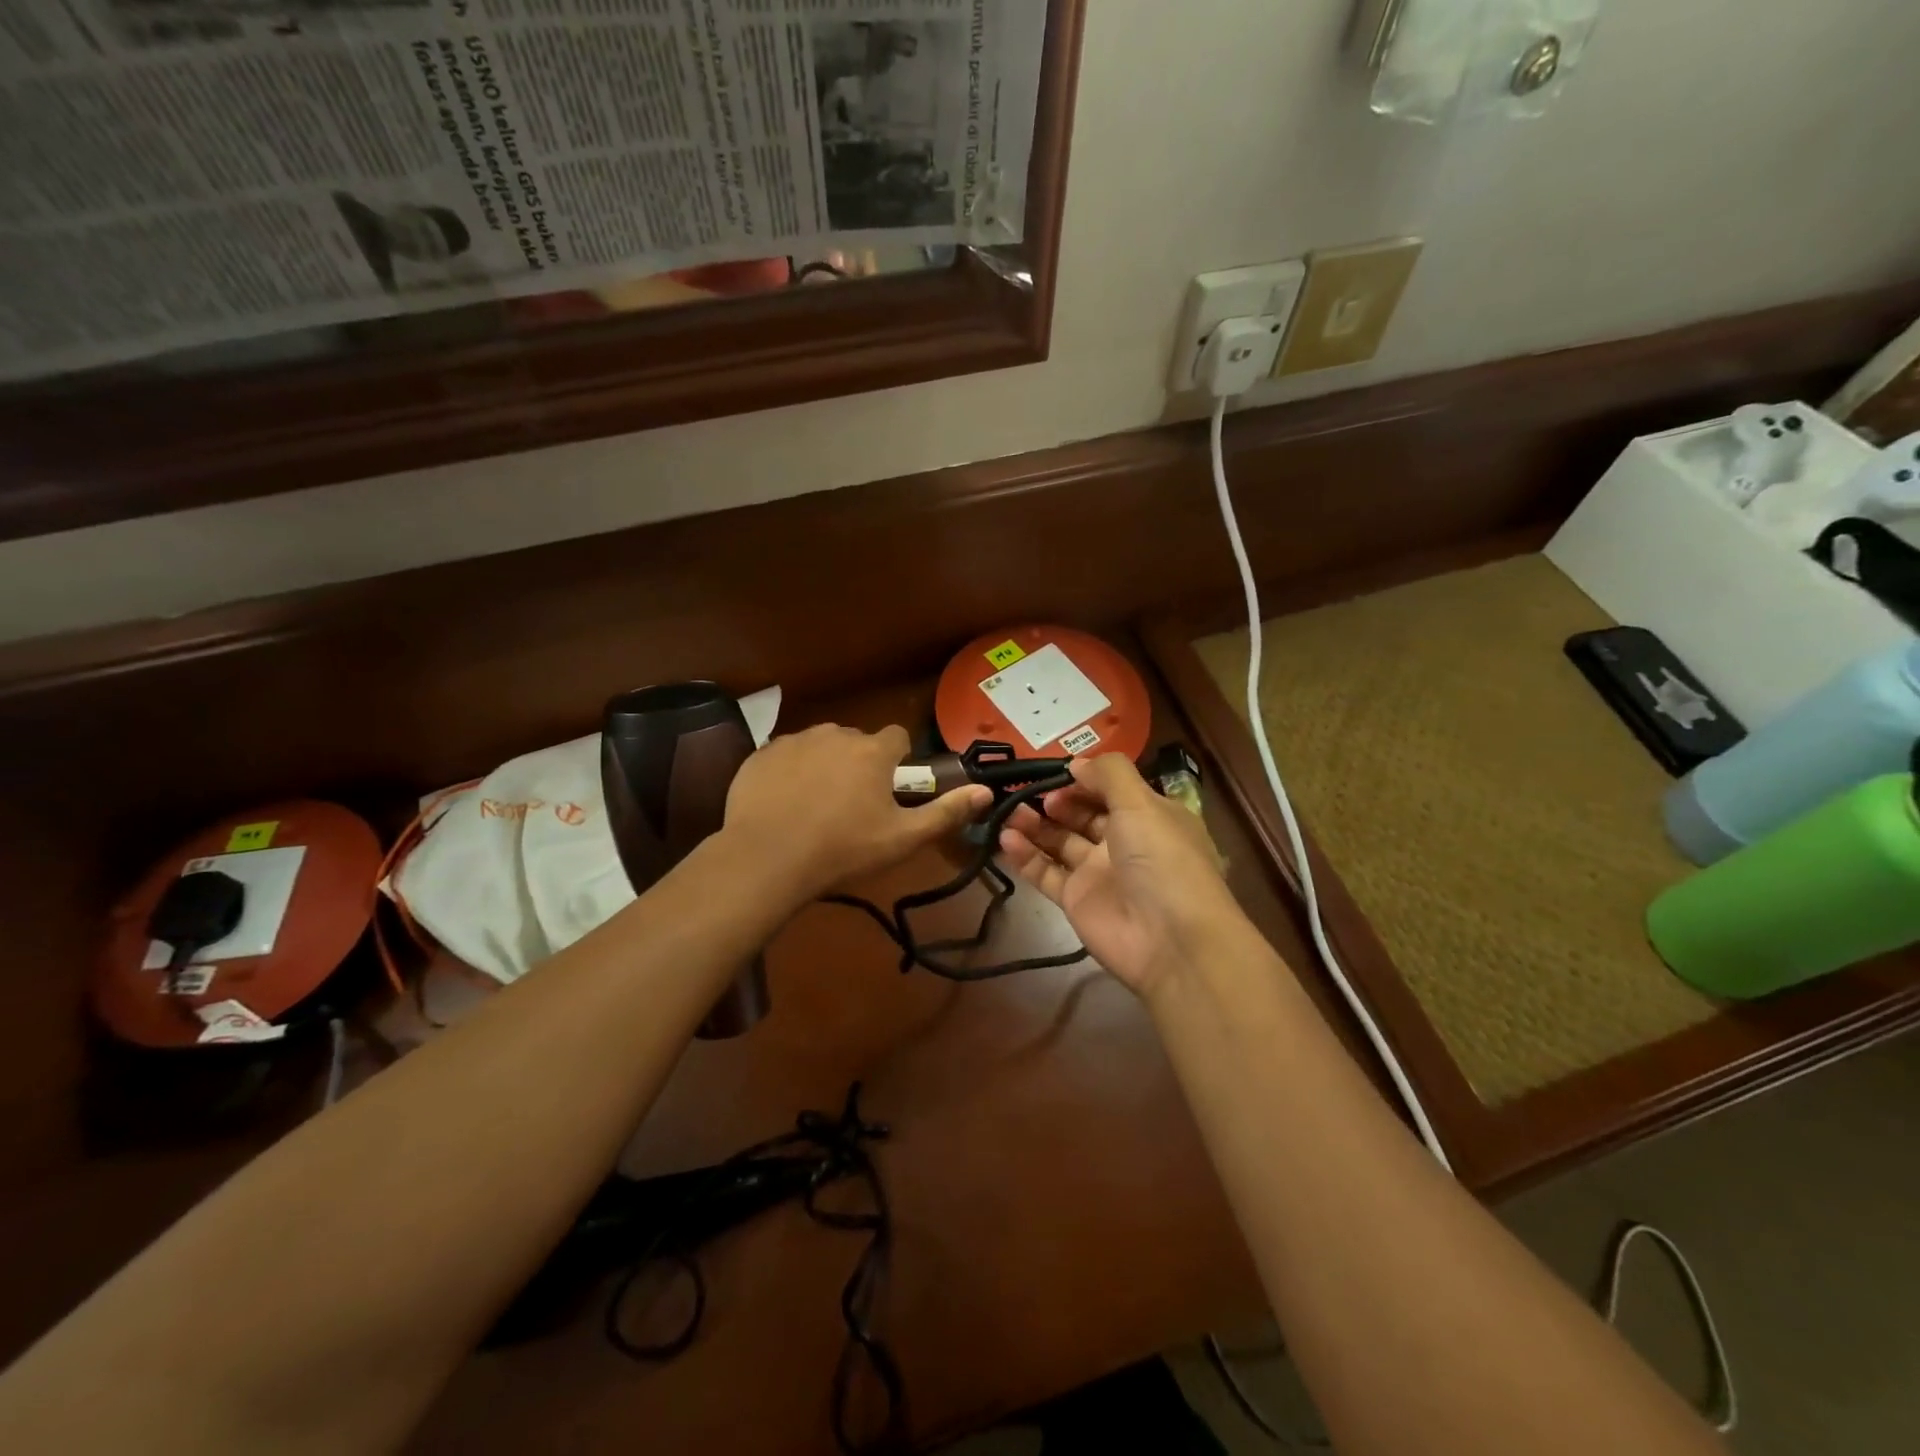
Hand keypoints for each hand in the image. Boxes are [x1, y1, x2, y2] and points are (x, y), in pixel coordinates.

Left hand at [724, 724, 990, 901]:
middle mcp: (834, 734)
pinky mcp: (760, 755)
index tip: (891, 788)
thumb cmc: (842, 850)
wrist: (765, 860)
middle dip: (860, 763)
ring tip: (816, 805)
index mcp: (872, 751)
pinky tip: (784, 804)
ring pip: (820, 746)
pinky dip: (790, 772)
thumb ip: (946, 812)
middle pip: (857, 741)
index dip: (899, 760)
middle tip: (853, 805)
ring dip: (825, 765)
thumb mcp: (902, 839)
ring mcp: (793, 741)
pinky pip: (785, 756)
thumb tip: (985, 791)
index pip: (897, 737)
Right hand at [999, 754, 1245, 998]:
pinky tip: (1005, 839)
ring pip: (1059, 842)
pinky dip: (1025, 856)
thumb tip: (1076, 763)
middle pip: (1082, 815)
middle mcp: (1123, 842)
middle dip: (1055, 800)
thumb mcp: (1142, 803)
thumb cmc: (1161, 859)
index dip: (1083, 779)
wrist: (1170, 941)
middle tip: (1027, 791)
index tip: (1053, 771)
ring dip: (1034, 824)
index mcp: (1148, 817)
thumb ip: (1108, 775)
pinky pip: (1045, 873)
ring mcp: (1097, 873)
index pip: (1111, 790)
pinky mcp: (1075, 900)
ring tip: (1007, 810)